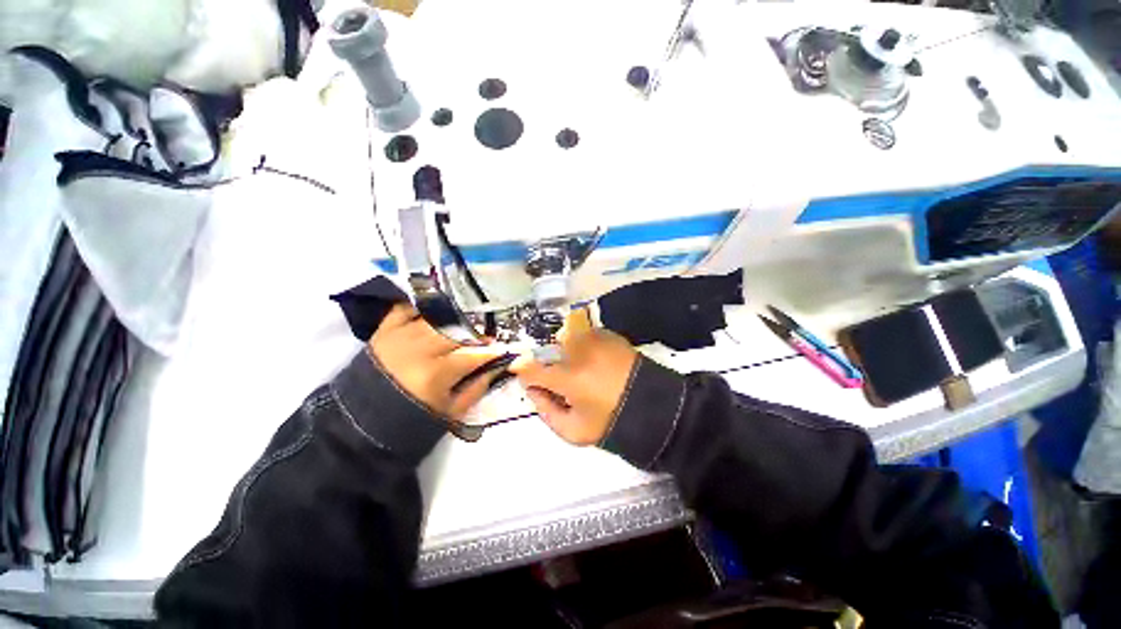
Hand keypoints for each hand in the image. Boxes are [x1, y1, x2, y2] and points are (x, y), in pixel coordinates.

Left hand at [369, 304, 509, 419]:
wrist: (360, 421)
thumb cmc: (411, 419)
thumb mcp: (450, 412)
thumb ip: (476, 389)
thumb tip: (496, 368)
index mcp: (437, 373)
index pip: (474, 355)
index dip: (492, 351)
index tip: (502, 350)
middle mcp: (421, 349)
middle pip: (458, 331)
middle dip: (477, 333)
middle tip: (485, 338)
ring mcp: (401, 335)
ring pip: (437, 318)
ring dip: (455, 320)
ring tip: (464, 325)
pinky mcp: (385, 330)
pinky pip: (406, 309)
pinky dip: (421, 308)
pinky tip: (434, 312)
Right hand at [510, 310, 638, 444]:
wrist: (651, 406)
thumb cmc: (610, 421)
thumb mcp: (573, 431)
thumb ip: (545, 411)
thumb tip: (533, 389)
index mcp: (568, 378)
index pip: (531, 367)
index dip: (522, 371)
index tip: (525, 376)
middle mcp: (578, 352)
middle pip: (547, 347)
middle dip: (545, 361)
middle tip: (557, 376)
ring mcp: (595, 339)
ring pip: (565, 336)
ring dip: (563, 349)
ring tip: (576, 365)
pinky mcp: (609, 335)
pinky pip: (584, 333)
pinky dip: (581, 344)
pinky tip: (592, 359)